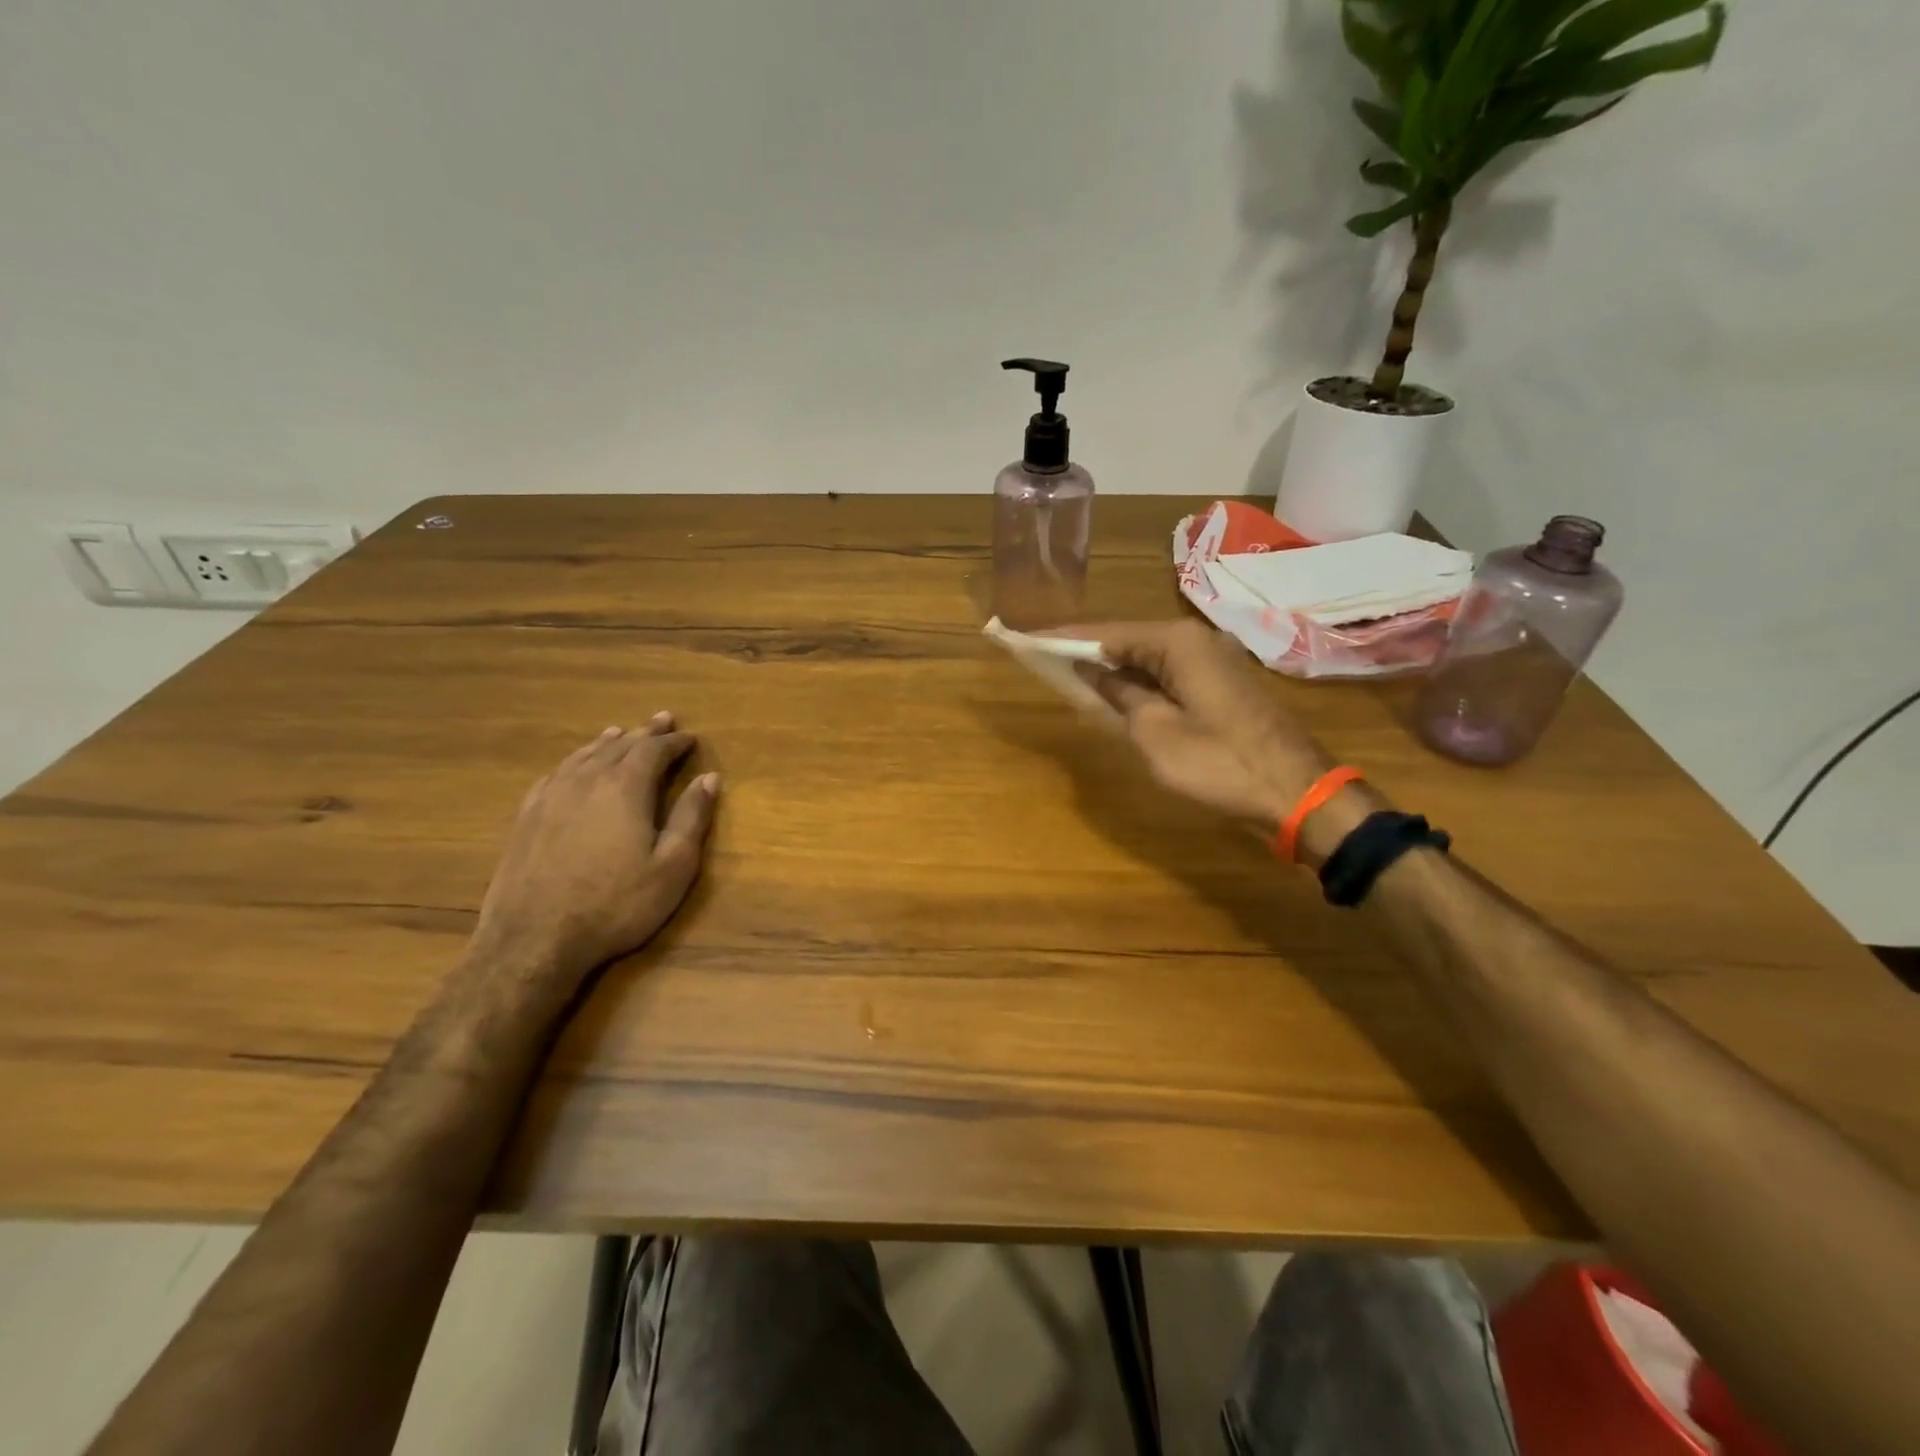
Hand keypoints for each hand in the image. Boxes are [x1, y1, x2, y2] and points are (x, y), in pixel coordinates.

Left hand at [471, 714, 719, 985]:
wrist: (534, 940)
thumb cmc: (616, 904)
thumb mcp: (672, 866)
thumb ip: (691, 818)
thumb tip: (710, 778)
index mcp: (625, 788)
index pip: (653, 750)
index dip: (674, 742)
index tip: (690, 737)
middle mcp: (586, 780)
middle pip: (619, 745)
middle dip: (644, 733)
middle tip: (661, 720)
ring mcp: (551, 796)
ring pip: (584, 755)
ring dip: (608, 742)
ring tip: (620, 732)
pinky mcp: (527, 816)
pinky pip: (556, 773)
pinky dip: (574, 761)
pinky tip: (575, 765)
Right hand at [1063, 619, 1333, 830]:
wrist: (1297, 793)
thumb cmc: (1220, 763)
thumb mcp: (1156, 733)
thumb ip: (1119, 695)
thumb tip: (1091, 669)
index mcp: (1178, 642)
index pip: (1107, 633)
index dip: (1065, 639)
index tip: (1027, 640)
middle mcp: (1196, 639)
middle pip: (1128, 640)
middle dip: (1087, 650)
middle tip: (1044, 658)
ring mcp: (1214, 660)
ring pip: (1149, 657)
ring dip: (1113, 668)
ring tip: (1069, 673)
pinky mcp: (1222, 683)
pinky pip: (1169, 673)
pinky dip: (1140, 682)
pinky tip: (1116, 693)